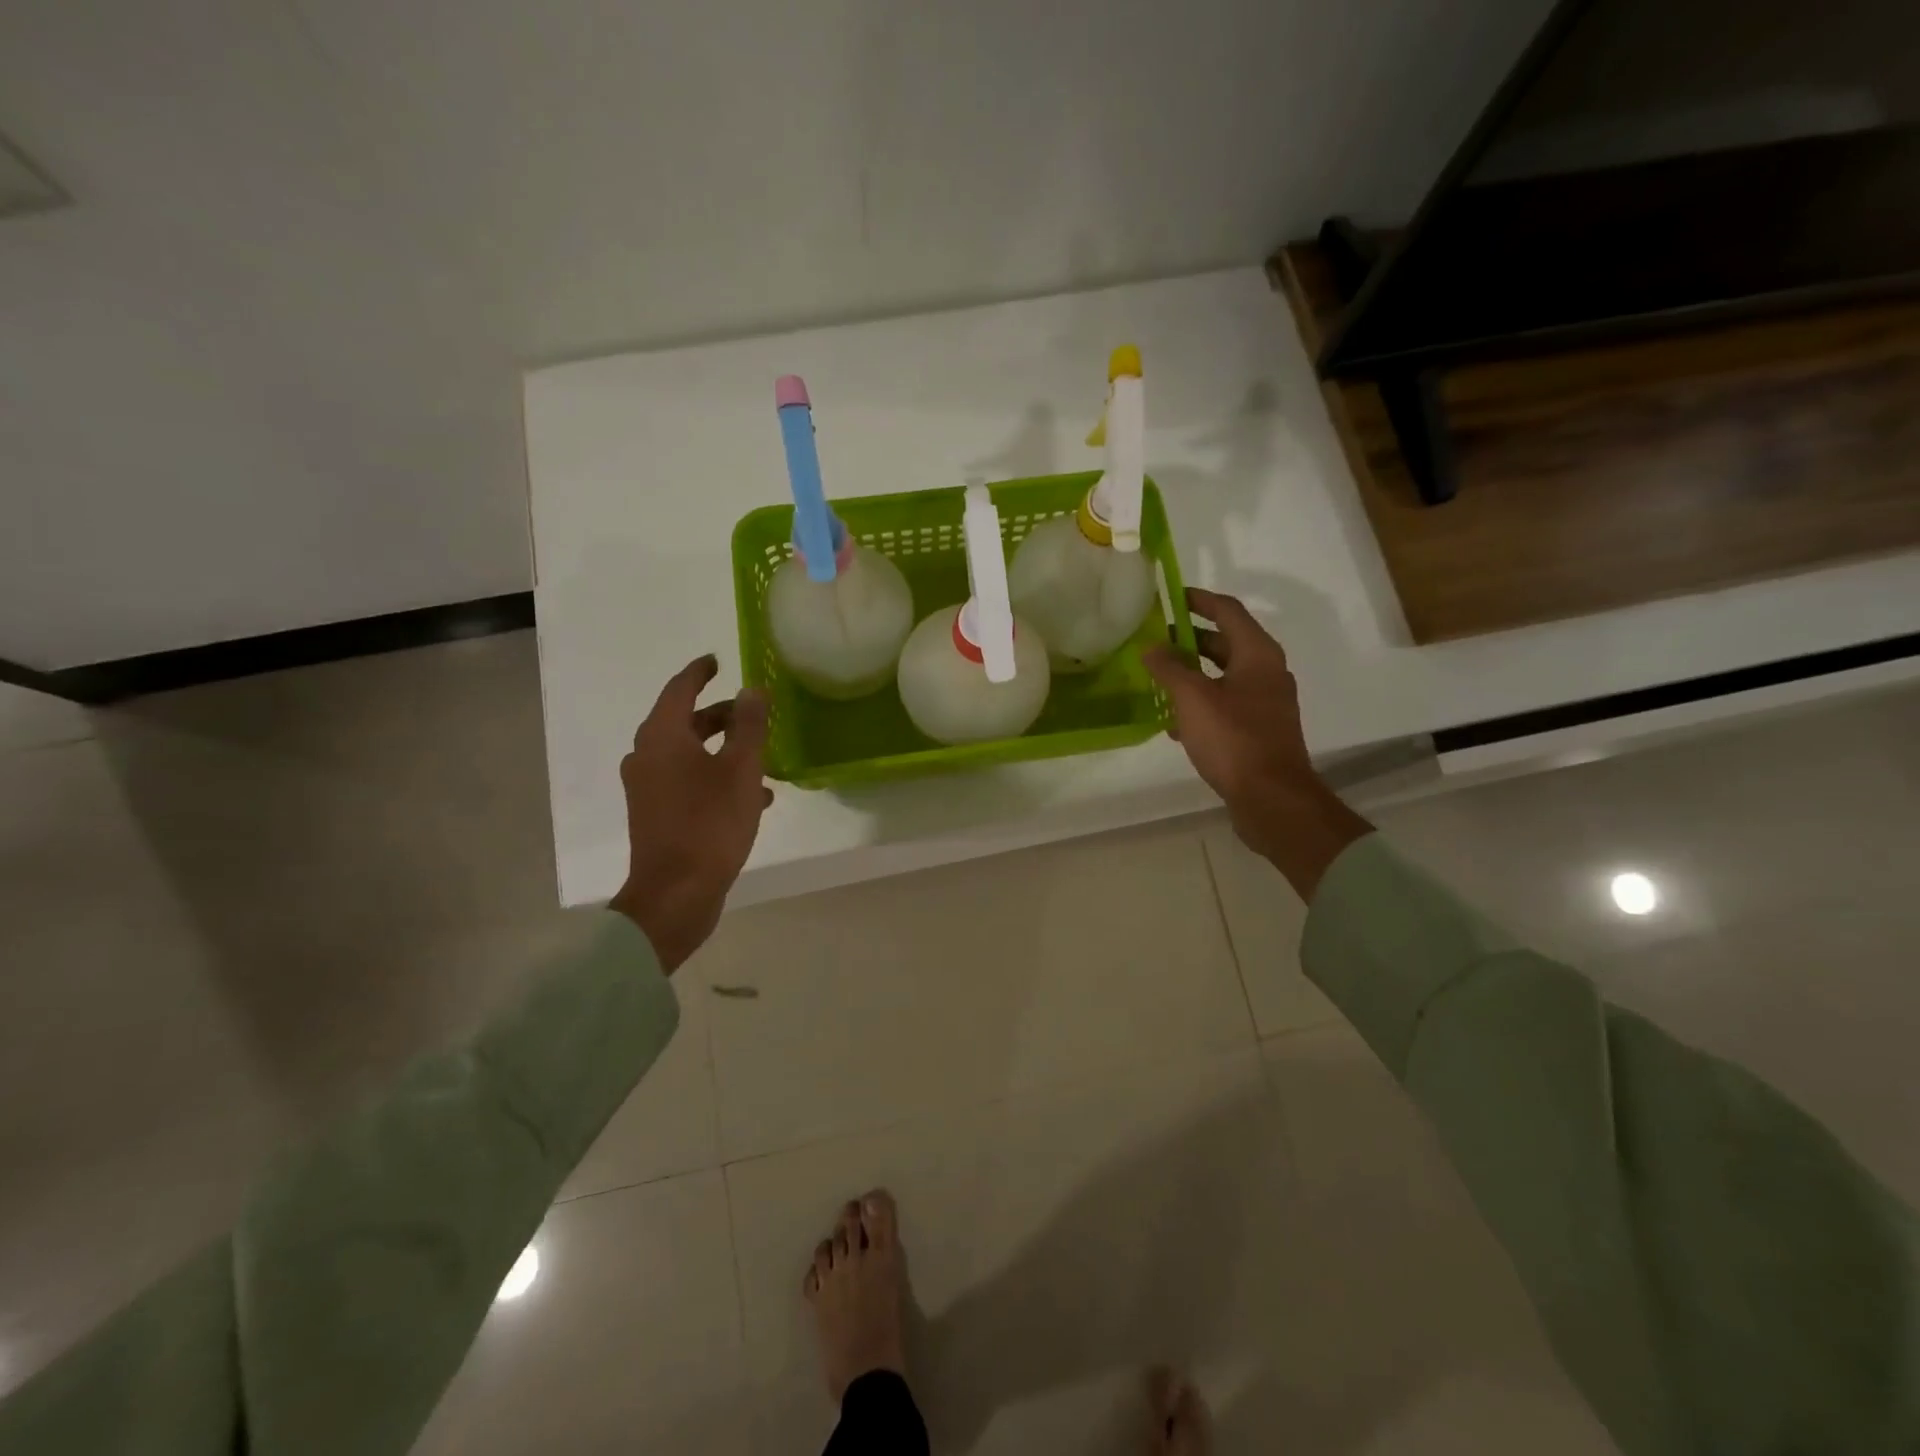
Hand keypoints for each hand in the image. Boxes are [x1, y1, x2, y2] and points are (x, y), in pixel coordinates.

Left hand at [608, 655, 770, 971]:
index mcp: (662, 737)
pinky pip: (687, 781)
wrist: (676, 894)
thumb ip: (749, 725)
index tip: (717, 661)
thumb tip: (752, 689)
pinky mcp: (656, 814)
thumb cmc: (710, 824)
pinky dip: (715, 777)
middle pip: (684, 721)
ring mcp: (648, 788)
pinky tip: (753, 797)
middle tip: (752, 712)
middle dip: (720, 715)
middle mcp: (647, 756)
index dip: (700, 672)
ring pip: (688, 754)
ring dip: (723, 750)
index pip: (680, 689)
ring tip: (762, 758)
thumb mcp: (741, 770)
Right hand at [1144, 588, 1370, 897]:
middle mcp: (1267, 672)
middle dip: (1190, 639)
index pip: (1228, 611)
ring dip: (1192, 674)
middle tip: (1155, 640)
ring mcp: (1265, 703)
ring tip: (1158, 679)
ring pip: (1223, 676)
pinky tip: (1175, 722)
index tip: (1171, 597)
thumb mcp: (1193, 698)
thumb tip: (1152, 647)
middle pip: (1226, 643)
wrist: (1271, 798)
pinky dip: (1201, 703)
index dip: (1199, 600)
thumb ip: (1170, 668)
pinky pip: (1226, 704)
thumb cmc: (1233, 739)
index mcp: (1258, 654)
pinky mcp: (1259, 730)